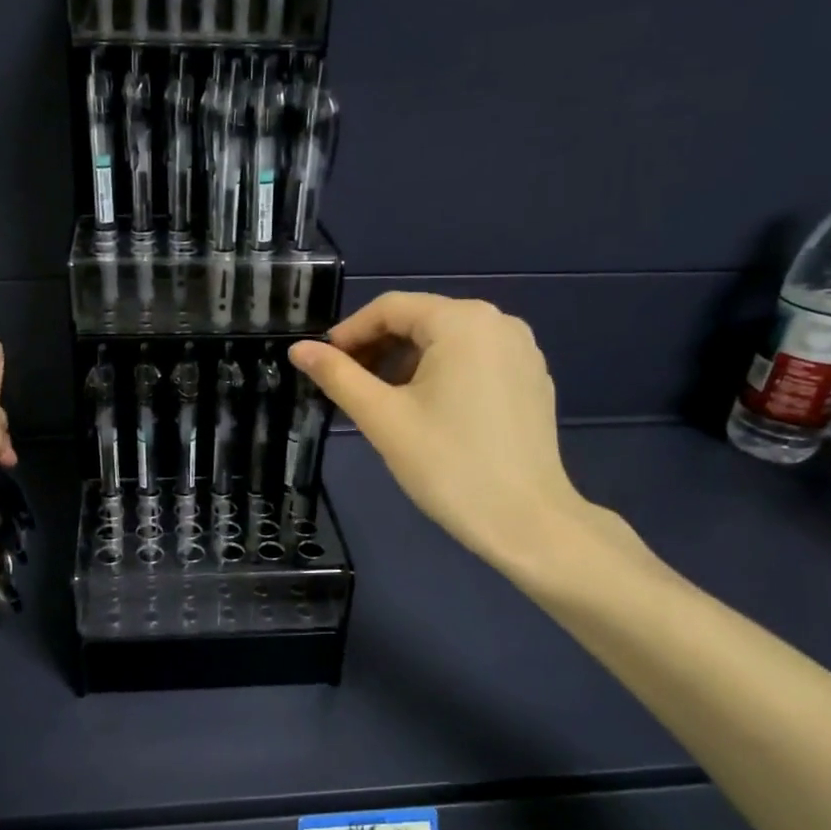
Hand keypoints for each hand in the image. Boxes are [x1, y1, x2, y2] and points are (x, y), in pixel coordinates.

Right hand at [289, 293, 621, 583]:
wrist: (526, 521)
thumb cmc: (448, 465)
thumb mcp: (383, 417)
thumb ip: (338, 376)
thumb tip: (299, 349)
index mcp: (463, 321)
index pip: (391, 308)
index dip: (350, 333)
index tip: (322, 363)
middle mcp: (499, 322)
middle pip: (421, 320)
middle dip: (378, 348)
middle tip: (347, 385)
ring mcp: (521, 350)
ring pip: (447, 341)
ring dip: (406, 362)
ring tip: (382, 402)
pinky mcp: (531, 378)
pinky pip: (474, 360)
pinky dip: (441, 374)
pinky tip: (426, 411)